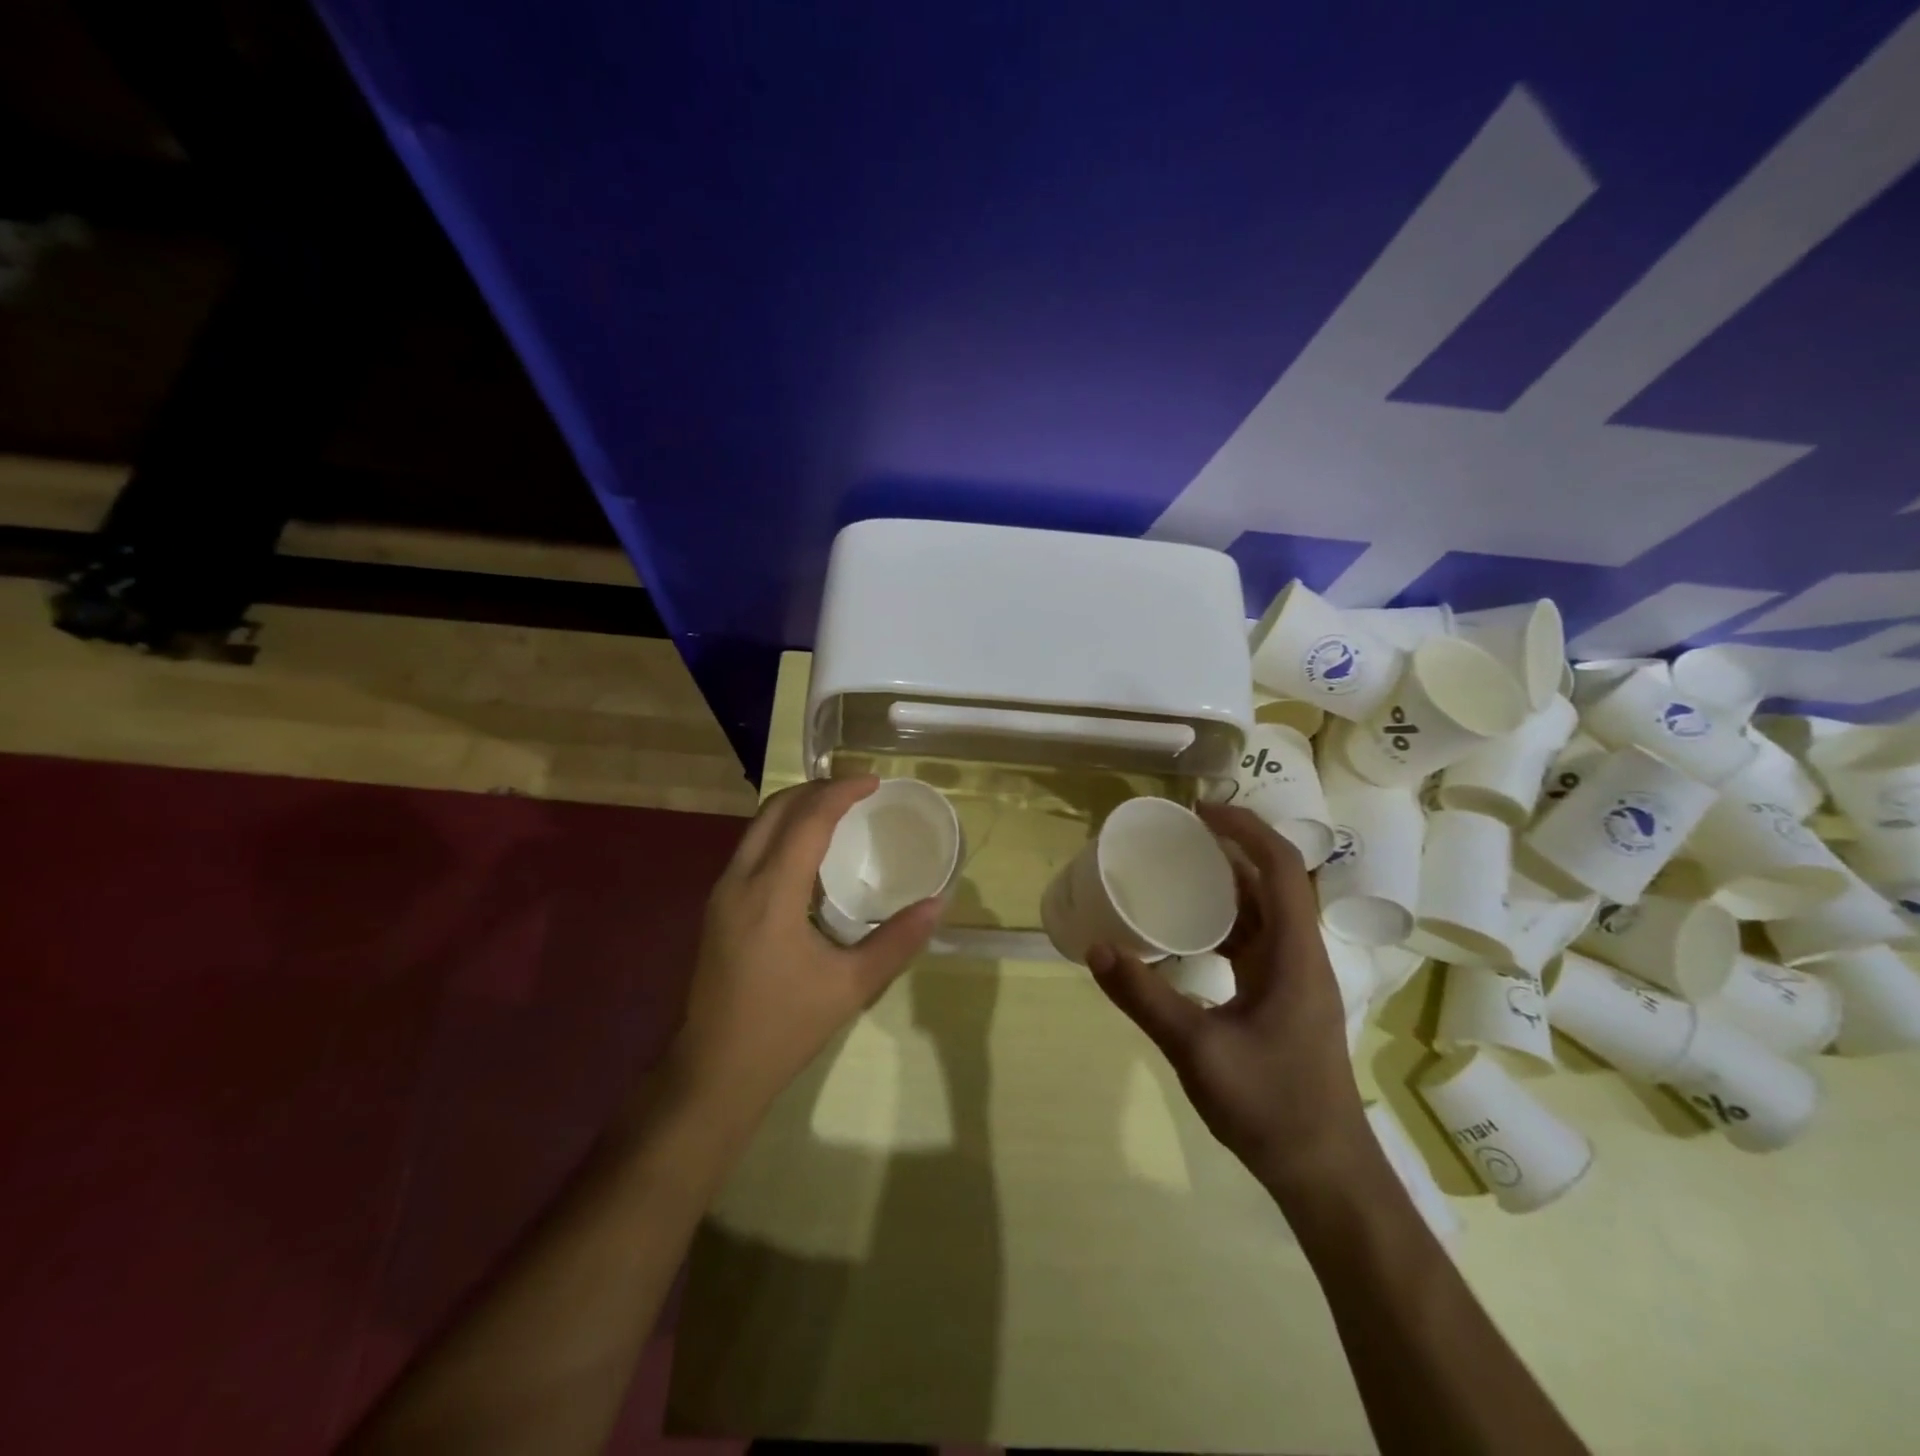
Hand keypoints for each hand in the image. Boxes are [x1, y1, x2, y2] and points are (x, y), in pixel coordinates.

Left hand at [669, 776, 942, 1122]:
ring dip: (797, 808)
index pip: (807, 820)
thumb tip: (938, 904)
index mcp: (771, 893)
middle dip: (816, 789)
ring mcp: (721, 893)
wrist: (714, 1072)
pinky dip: (782, 831)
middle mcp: (739, 880)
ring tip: (838, 810)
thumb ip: (897, 941)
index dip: (841, 792)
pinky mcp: (717, 907)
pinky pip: (751, 848)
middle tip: (857, 790)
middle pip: (775, 809)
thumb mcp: (851, 987)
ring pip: (758, 826)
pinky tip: (809, 852)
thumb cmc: (784, 1028)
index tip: (874, 782)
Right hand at [1087, 804, 1370, 1192]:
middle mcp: (1301, 956)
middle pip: (1274, 882)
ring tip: (1178, 869)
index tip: (1199, 813)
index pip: (1280, 868)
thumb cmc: (1270, 1106)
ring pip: (1265, 912)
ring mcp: (1295, 978)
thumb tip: (1096, 948)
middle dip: (1232, 848)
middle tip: (1179, 835)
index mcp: (1294, 956)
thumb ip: (1144, 997)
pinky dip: (1225, 921)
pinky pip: (1255, 941)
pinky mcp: (1283, 997)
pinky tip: (1188, 930)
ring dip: (1228, 884)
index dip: (1245, 830)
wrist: (1324, 1172)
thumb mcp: (1197, 1050)